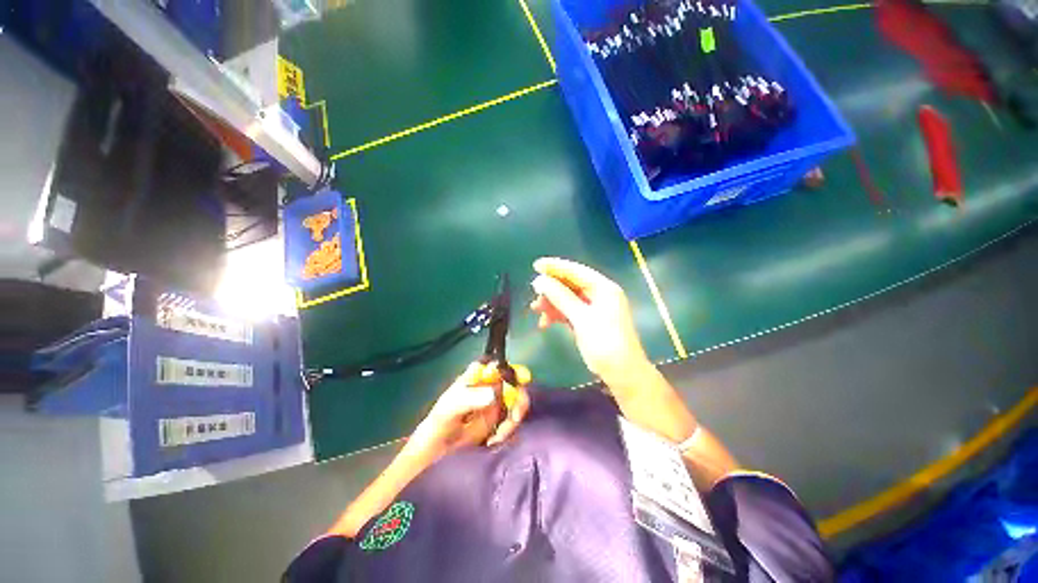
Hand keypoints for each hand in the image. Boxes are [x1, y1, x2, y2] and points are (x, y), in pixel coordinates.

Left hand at [409, 362, 530, 459]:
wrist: (438, 448)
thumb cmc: (442, 420)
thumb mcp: (452, 407)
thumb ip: (471, 399)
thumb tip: (494, 394)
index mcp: (479, 375)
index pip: (501, 367)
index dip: (513, 372)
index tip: (519, 384)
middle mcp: (492, 385)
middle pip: (515, 384)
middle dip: (519, 400)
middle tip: (514, 418)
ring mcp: (497, 402)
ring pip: (517, 404)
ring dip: (512, 420)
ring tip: (497, 437)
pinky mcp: (500, 419)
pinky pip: (513, 421)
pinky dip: (509, 431)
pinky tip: (494, 441)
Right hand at [530, 257, 652, 393]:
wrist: (622, 373)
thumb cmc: (605, 343)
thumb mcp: (582, 318)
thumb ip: (561, 298)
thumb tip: (539, 281)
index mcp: (604, 288)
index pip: (576, 271)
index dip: (555, 267)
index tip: (536, 265)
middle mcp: (599, 294)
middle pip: (570, 284)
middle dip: (551, 289)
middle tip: (534, 293)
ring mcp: (593, 308)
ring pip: (567, 298)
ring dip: (551, 303)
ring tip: (536, 310)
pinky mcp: (588, 320)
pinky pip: (569, 311)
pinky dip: (557, 315)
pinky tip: (545, 323)